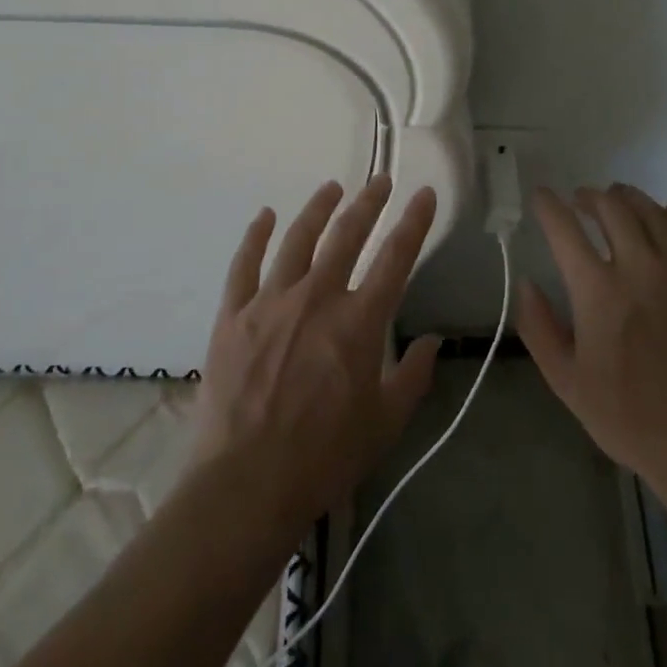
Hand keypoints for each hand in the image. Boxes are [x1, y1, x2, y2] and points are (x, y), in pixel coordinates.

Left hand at [189, 175, 441, 538]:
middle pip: (347, 235)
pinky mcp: (234, 314)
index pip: (395, 258)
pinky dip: (256, 236)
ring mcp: (271, 301)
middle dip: (368, 203)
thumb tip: (431, 341)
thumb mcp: (385, 424)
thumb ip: (413, 376)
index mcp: (359, 322)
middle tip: (380, 181)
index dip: (413, 222)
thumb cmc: (324, 458)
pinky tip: (265, 216)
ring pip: (298, 239)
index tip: (423, 194)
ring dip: (318, 208)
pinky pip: (245, 264)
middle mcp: (317, 297)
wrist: (246, 485)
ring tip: (331, 188)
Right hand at [517, 184, 666, 506]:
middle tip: (580, 201)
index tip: (541, 196)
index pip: (564, 228)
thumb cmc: (631, 419)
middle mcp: (639, 268)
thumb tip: (526, 284)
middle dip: (589, 197)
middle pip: (611, 208)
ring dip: (628, 197)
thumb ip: (539, 329)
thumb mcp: (567, 383)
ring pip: (653, 212)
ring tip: (617, 198)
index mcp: (598, 290)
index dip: (548, 205)